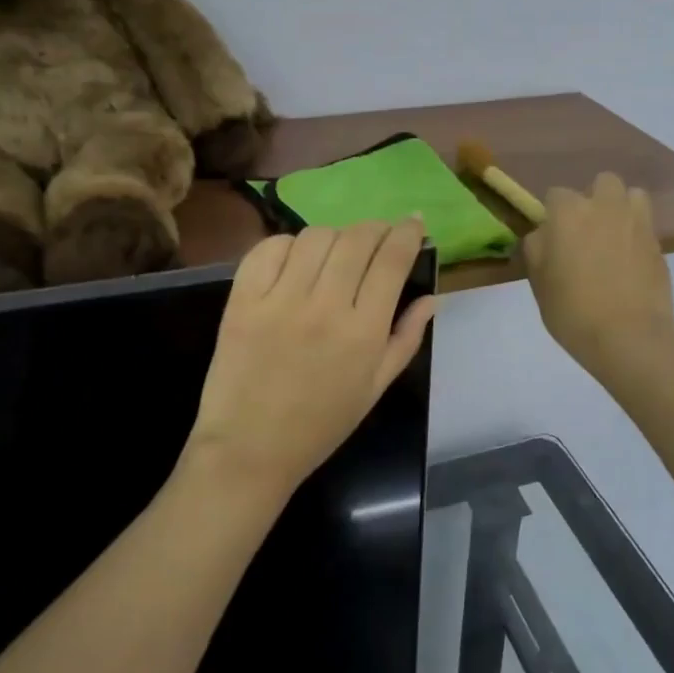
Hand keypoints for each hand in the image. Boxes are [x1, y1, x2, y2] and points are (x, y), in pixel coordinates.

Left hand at [184, 221, 436, 500]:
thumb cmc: (321, 425)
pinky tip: (296, 261)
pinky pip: (270, 249)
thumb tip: (431, 297)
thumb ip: (406, 339)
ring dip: (335, 236)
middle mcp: (324, 307)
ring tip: (337, 252)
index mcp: (363, 332)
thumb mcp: (375, 388)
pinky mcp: (242, 299)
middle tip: (379, 236)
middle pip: (357, 239)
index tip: (414, 223)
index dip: (408, 233)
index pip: (392, 260)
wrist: (249, 449)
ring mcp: (279, 300)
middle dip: (376, 228)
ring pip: (316, 237)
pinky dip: (289, 245)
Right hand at [523, 173, 673, 373]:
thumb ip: (537, 248)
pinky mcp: (659, 242)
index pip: (556, 195)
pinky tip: (629, 262)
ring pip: (632, 195)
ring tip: (613, 237)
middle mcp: (605, 206)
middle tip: (586, 232)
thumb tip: (544, 235)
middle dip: (594, 200)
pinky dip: (637, 235)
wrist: (629, 335)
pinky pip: (645, 225)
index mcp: (568, 212)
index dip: (553, 215)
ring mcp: (637, 222)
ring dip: (621, 208)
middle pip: (602, 183)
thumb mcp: (538, 281)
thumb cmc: (572, 309)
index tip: (553, 239)